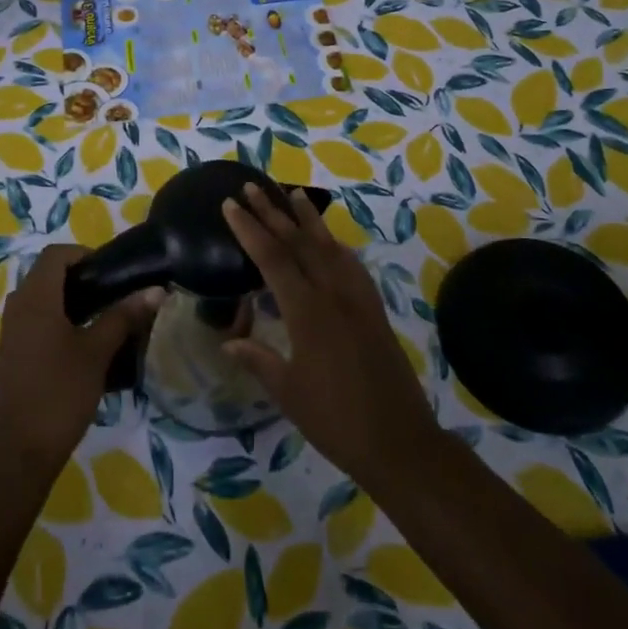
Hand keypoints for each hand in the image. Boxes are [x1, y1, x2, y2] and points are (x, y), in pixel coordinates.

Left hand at [0, 244, 160, 472]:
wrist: (21, 450)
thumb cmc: (60, 392)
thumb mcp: (98, 352)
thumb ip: (124, 316)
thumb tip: (156, 290)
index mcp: (35, 298)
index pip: (55, 254)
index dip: (84, 254)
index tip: (112, 273)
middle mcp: (18, 307)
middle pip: (48, 274)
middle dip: (82, 278)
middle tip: (114, 294)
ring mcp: (12, 331)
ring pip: (43, 298)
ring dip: (72, 300)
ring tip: (105, 318)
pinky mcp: (13, 352)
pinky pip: (36, 320)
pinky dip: (60, 320)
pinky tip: (85, 344)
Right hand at [222, 185, 442, 487]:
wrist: (398, 441)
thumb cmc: (335, 420)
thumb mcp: (287, 392)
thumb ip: (258, 359)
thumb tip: (229, 341)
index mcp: (307, 311)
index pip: (272, 257)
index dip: (249, 229)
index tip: (231, 204)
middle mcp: (333, 294)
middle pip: (299, 242)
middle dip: (273, 212)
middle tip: (252, 187)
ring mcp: (358, 299)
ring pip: (329, 246)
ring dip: (308, 219)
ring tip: (292, 193)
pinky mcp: (374, 310)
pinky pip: (352, 266)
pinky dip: (336, 246)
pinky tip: (331, 242)